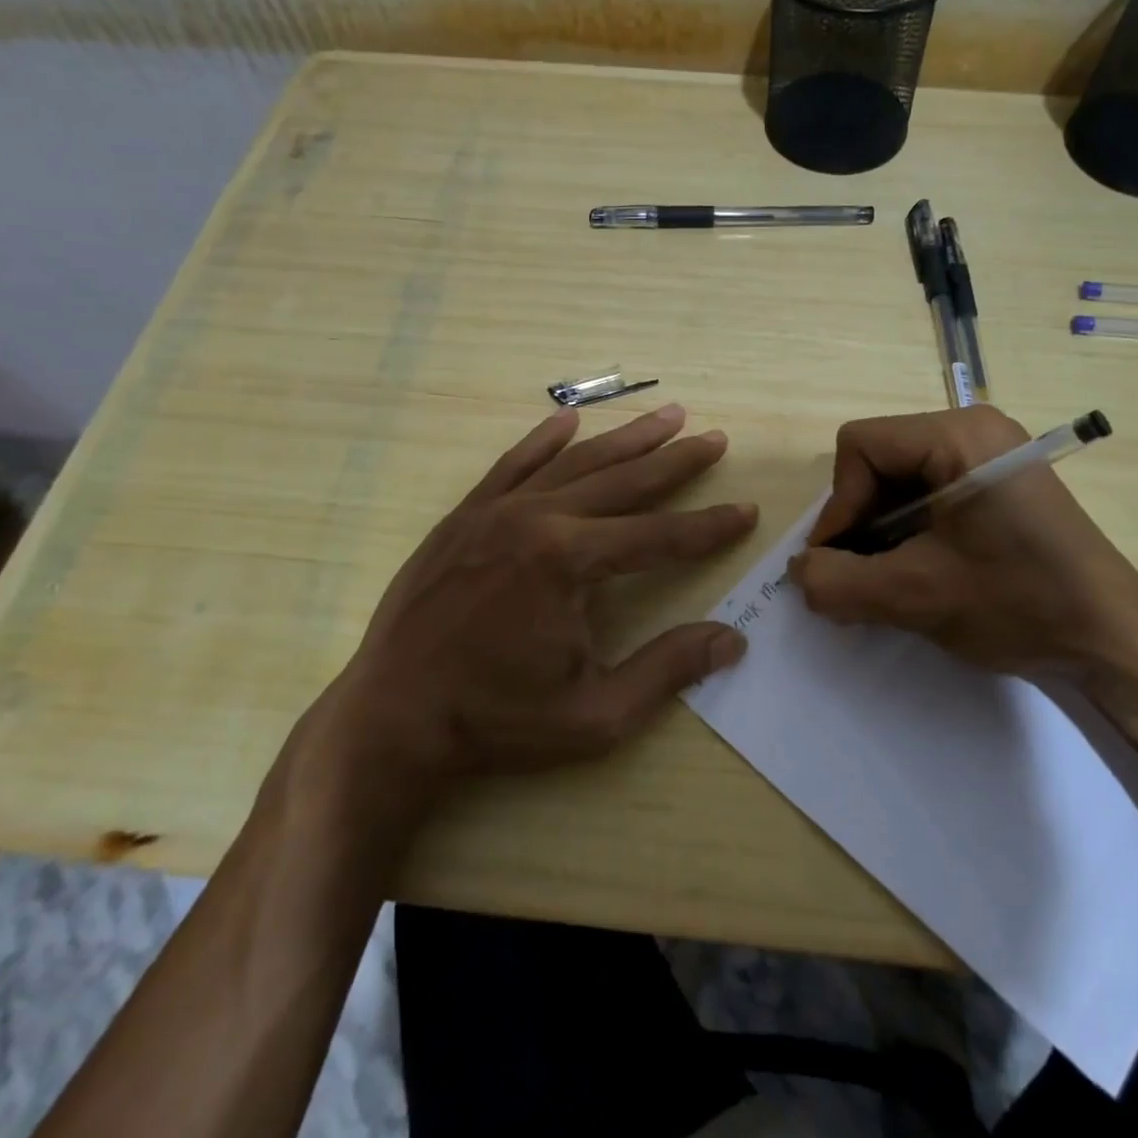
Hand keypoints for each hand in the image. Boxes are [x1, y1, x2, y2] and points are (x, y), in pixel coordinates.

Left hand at [300, 404, 757, 810]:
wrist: (391, 717)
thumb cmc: (496, 721)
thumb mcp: (595, 714)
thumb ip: (667, 670)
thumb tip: (732, 640)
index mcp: (569, 562)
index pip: (659, 536)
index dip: (708, 526)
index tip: (745, 511)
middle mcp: (537, 519)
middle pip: (624, 481)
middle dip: (676, 461)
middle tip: (715, 439)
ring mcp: (496, 511)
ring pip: (576, 462)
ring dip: (626, 439)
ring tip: (667, 416)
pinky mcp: (464, 516)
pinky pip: (512, 464)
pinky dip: (544, 440)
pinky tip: (569, 419)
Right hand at [787, 406, 1137, 690]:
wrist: (1114, 640)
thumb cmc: (1018, 604)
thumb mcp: (914, 596)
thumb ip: (839, 582)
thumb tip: (799, 572)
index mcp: (958, 435)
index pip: (860, 446)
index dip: (838, 505)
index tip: (841, 561)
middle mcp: (973, 428)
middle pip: (878, 459)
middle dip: (860, 519)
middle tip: (861, 575)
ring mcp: (990, 453)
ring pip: (899, 478)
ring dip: (881, 530)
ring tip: (887, 579)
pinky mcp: (998, 482)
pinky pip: (929, 491)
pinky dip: (908, 530)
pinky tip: (918, 570)